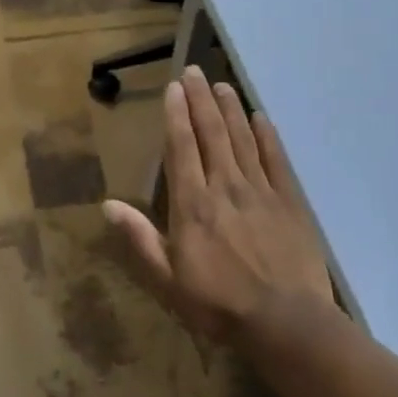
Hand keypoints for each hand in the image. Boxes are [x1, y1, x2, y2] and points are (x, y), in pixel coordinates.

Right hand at [104, 67, 334, 340]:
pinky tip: (260, 117)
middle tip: (195, 71)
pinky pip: (276, 161)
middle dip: (201, 100)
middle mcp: (225, 187)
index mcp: (192, 204)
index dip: (176, 115)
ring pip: (242, 139)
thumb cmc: (218, 304)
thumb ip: (140, 238)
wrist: (287, 324)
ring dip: (230, 109)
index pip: (182, 148)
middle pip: (212, 134)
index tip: (174, 88)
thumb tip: (107, 205)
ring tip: (222, 84)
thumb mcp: (167, 279)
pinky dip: (267, 136)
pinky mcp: (290, 203)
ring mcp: (260, 192)